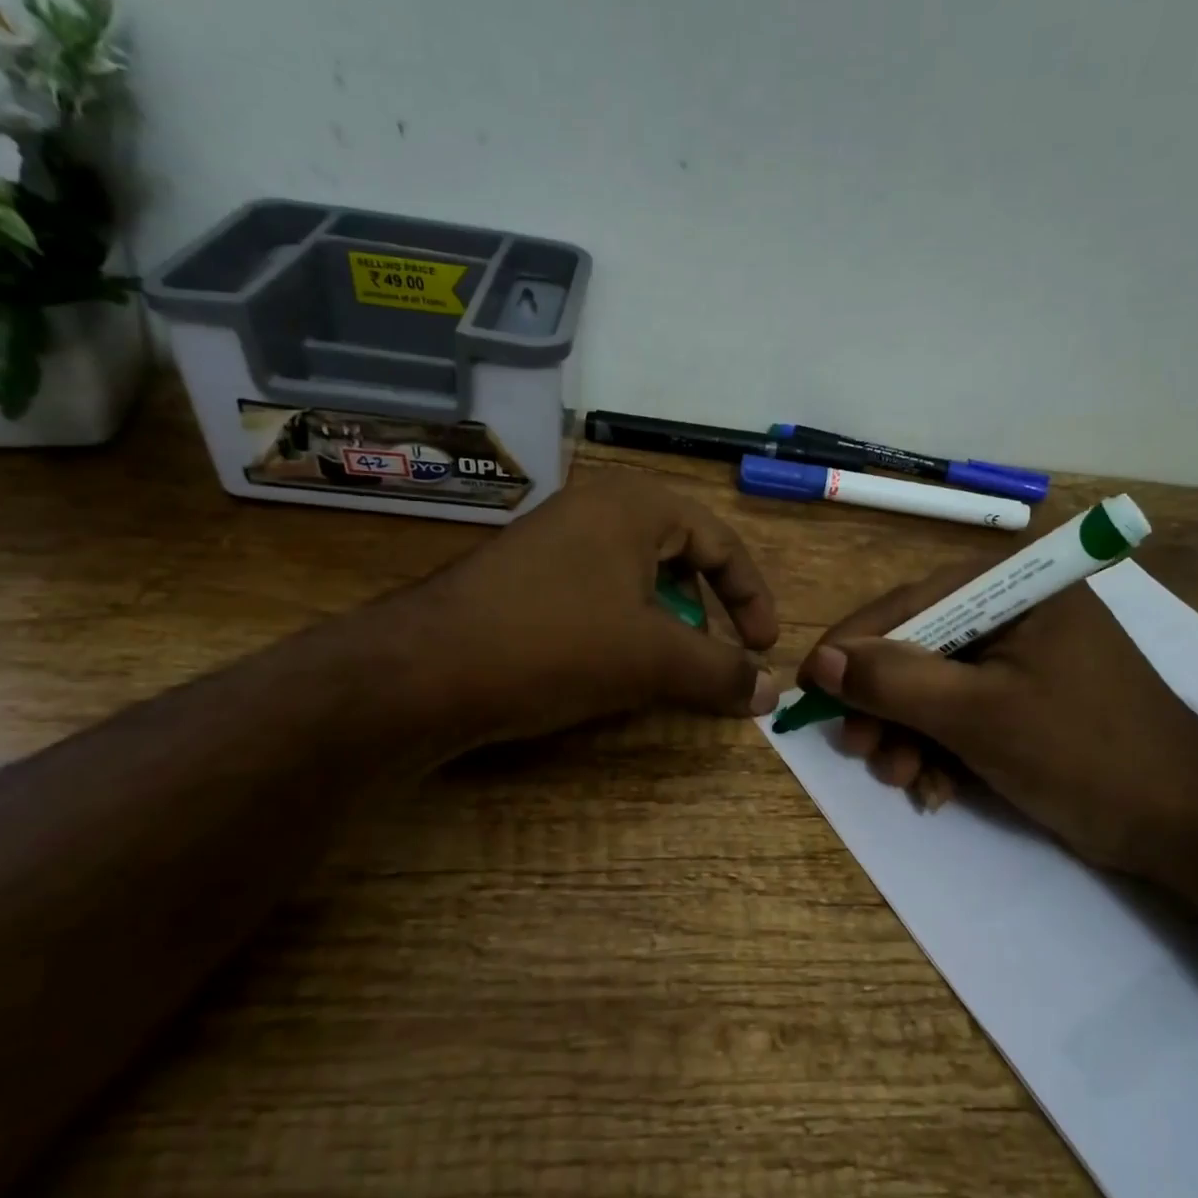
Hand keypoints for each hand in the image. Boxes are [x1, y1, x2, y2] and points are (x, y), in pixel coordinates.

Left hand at [397, 473, 780, 749]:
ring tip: (667, 666)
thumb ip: (721, 671)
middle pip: (679, 556)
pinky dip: (622, 626)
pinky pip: (597, 592)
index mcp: (636, 505)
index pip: (720, 542)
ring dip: (665, 623)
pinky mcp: (525, 575)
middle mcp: (596, 507)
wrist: (426, 669)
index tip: (765, 647)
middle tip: (716, 655)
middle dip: (706, 610)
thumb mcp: (653, 658)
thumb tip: (771, 692)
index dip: (751, 597)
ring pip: (636, 578)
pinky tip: (613, 666)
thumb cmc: (557, 644)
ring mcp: (554, 539)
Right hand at [797, 562, 1197, 875]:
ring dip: (908, 736)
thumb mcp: (978, 714)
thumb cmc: (1086, 752)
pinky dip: (941, 751)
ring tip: (902, 780)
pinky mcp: (1027, 701)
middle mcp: (1015, 611)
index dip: (854, 646)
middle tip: (859, 750)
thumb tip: (822, 662)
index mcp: (1015, 588)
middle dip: (885, 705)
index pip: (910, 604)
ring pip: (935, 688)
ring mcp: (1023, 658)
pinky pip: (963, 714)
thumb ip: (895, 681)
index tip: (810, 688)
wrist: (1194, 829)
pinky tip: (936, 790)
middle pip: (919, 648)